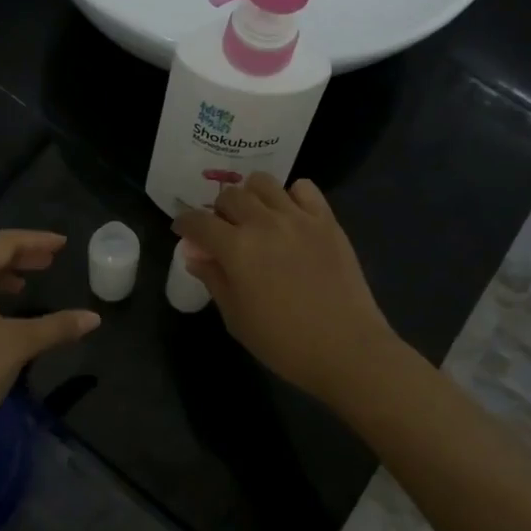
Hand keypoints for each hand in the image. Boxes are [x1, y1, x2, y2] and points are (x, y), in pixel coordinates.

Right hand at [174, 175, 403, 403]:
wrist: (346, 348)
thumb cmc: (283, 342)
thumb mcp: (236, 318)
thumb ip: (214, 279)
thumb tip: (196, 256)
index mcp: (236, 248)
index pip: (198, 221)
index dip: (185, 224)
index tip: (183, 231)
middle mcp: (264, 222)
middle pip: (230, 196)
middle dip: (218, 210)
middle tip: (222, 230)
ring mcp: (298, 217)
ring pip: (263, 183)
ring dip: (251, 195)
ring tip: (255, 215)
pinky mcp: (327, 220)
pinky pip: (304, 188)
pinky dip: (291, 195)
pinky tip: (290, 215)